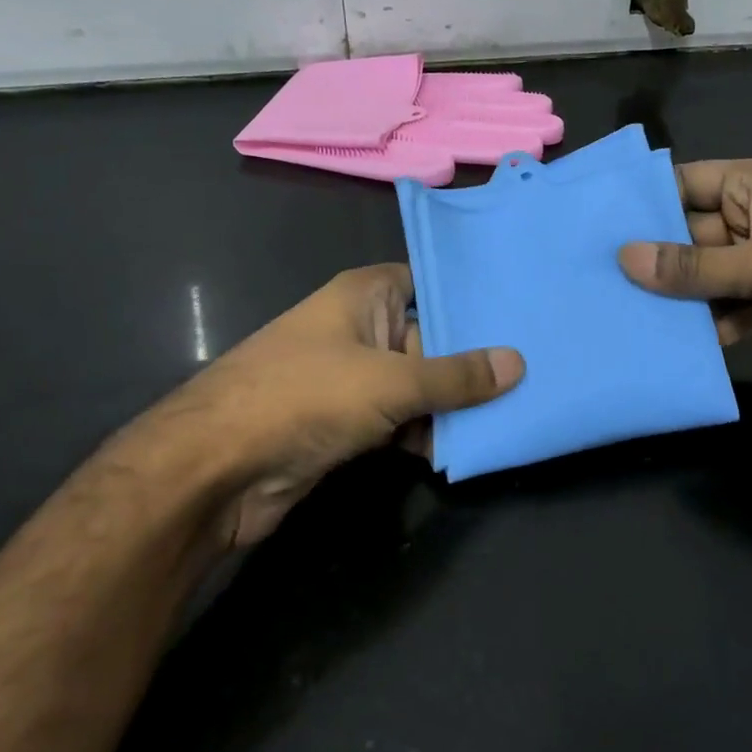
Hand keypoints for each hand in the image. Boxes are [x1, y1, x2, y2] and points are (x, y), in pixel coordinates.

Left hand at [100, 265, 521, 548]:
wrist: (216, 470)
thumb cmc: (304, 397)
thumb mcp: (391, 381)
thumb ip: (456, 375)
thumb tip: (518, 363)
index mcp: (365, 295)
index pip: (430, 281)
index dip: (471, 295)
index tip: (522, 309)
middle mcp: (360, 328)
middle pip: (430, 337)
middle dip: (474, 358)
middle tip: (535, 369)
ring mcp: (352, 377)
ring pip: (418, 383)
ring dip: (453, 404)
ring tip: (512, 414)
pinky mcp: (346, 422)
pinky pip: (400, 419)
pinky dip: (426, 433)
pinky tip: (462, 449)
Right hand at [617, 159, 751, 392]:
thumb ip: (692, 267)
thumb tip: (623, 258)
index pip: (683, 184)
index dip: (642, 202)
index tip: (593, 226)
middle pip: (690, 235)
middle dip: (653, 259)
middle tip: (594, 282)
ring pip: (709, 278)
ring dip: (679, 299)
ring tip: (622, 318)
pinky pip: (732, 309)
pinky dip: (711, 326)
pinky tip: (675, 347)